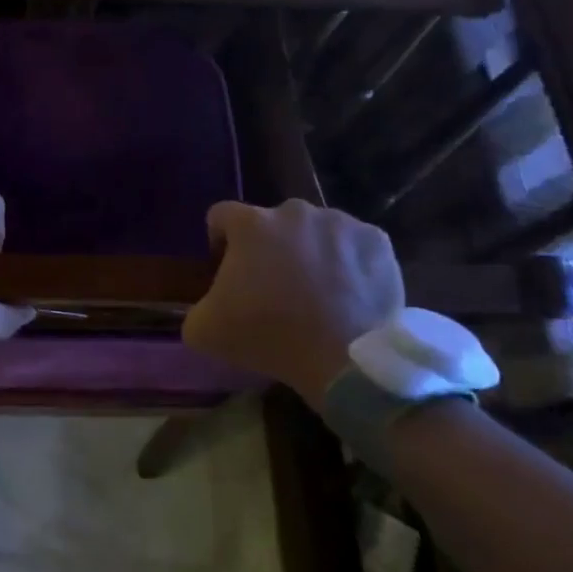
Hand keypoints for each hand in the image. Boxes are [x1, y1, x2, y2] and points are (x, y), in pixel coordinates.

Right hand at [182, 199, 402, 406]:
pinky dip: (349, 262)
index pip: (221, 216)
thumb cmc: (268, 336)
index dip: (220, 242)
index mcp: (249, 224)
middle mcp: (293, 211)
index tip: (229, 273)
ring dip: (310, 252)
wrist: (345, 360)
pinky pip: (354, 245)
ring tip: (317, 293)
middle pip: (271, 223)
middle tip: (275, 288)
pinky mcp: (377, 241)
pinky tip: (349, 294)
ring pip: (315, 231)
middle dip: (269, 248)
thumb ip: (195, 307)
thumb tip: (209, 305)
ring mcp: (339, 222)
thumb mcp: (204, 330)